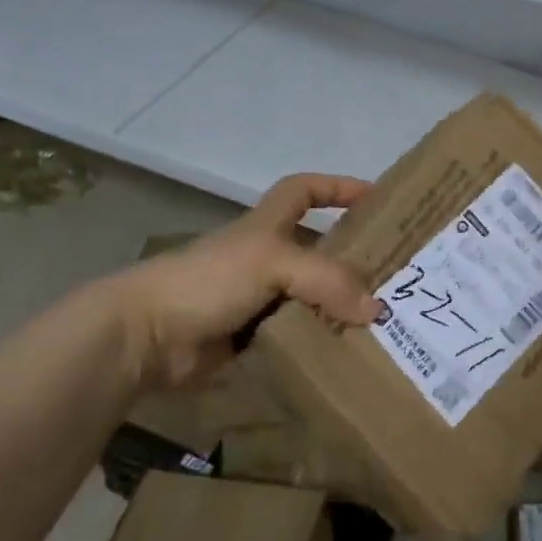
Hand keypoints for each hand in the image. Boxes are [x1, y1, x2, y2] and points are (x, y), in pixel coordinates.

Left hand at [101, 173, 380, 388]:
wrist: (146, 336)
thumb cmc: (209, 280)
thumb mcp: (273, 263)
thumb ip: (327, 281)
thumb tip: (375, 310)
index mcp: (266, 226)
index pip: (304, 190)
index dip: (338, 187)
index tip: (375, 197)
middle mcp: (264, 258)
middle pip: (317, 250)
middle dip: (352, 259)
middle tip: (395, 276)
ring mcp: (257, 299)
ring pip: (310, 298)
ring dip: (340, 307)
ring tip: (383, 322)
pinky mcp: (250, 338)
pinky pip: (296, 336)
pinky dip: (318, 342)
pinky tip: (347, 353)